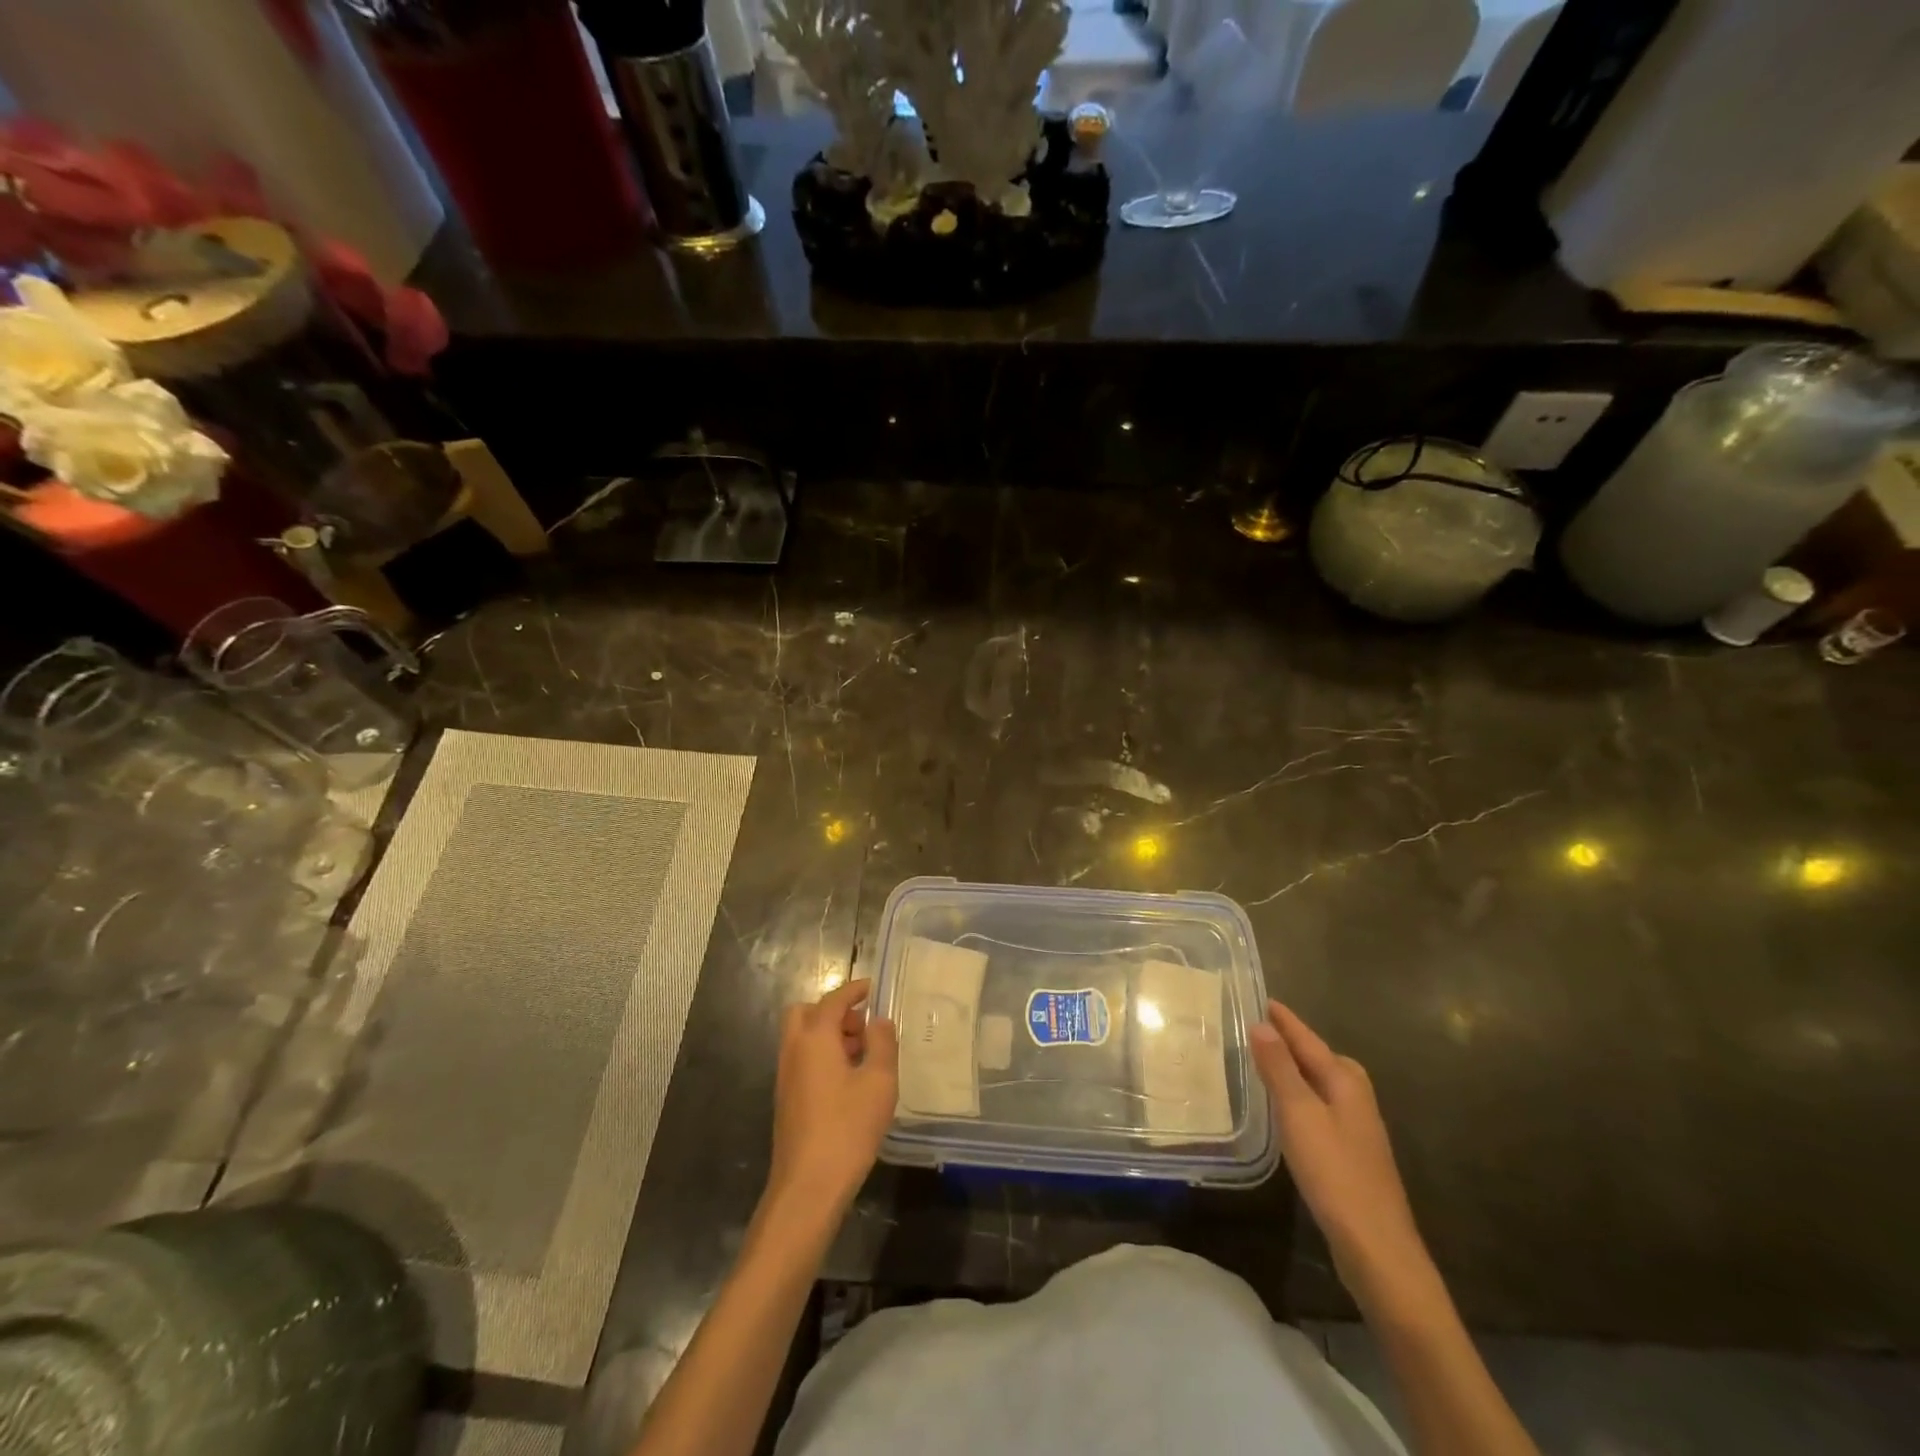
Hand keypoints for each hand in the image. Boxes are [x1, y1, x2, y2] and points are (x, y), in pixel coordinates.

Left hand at [766, 979, 898, 1219]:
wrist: (808, 1187)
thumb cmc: (848, 1128)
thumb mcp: (879, 1082)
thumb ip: (883, 1044)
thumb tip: (879, 1021)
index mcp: (815, 1038)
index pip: (833, 1000)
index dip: (854, 990)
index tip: (873, 988)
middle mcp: (794, 1050)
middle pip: (806, 1013)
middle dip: (834, 1012)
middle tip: (862, 1027)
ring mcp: (786, 1076)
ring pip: (802, 1037)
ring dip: (829, 1035)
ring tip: (863, 1055)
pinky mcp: (786, 1100)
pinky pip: (802, 1060)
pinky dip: (822, 1056)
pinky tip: (849, 1082)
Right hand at [1251, 1000, 1436, 1314]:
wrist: (1377, 1249)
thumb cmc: (1335, 1173)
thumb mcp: (1299, 1114)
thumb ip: (1280, 1068)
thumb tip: (1261, 1024)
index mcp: (1346, 1080)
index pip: (1308, 1039)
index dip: (1284, 1020)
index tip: (1261, 997)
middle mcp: (1356, 1097)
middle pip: (1320, 1057)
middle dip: (1292, 1040)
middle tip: (1257, 1026)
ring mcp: (1356, 1127)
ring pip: (1321, 1083)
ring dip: (1294, 1069)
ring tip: (1263, 1059)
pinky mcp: (1350, 1153)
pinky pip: (1319, 1106)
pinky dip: (1299, 1096)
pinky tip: (1284, 1109)